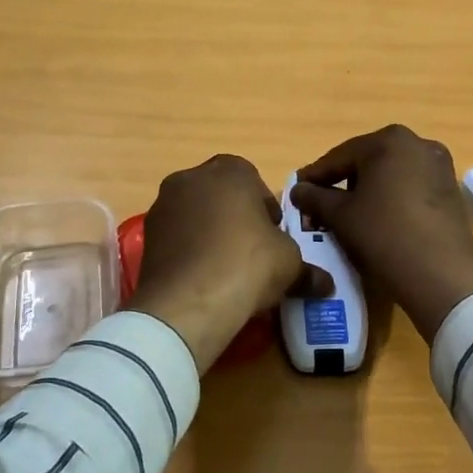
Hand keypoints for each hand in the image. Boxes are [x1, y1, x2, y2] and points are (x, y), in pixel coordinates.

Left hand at [127, 154, 329, 371]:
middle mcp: (191, 178)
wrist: (189, 302)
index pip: (253, 179)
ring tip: (226, 269)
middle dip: (235, 217)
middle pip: (220, 194)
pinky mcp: (146, 236)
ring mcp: (163, 205)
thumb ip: (308, 269)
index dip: (265, 208)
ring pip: (195, 214)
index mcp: (229, 170)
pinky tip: (203, 278)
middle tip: (252, 251)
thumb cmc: (248, 264)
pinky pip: (176, 237)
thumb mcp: (290, 264)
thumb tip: (326, 285)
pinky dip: (189, 251)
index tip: (273, 236)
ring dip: (210, 233)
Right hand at [291, 125, 472, 342]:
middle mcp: (418, 143)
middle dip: (343, 181)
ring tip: (349, 215)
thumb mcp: (340, 216)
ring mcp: (440, 166)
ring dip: (368, 190)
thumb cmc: (383, 235)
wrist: (440, 275)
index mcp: (389, 141)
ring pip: (391, 175)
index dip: (315, 176)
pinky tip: (380, 221)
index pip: (340, 156)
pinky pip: (411, 188)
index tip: (297, 191)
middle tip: (322, 204)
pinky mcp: (451, 191)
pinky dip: (392, 199)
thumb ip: (314, 197)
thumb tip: (298, 189)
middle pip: (368, 161)